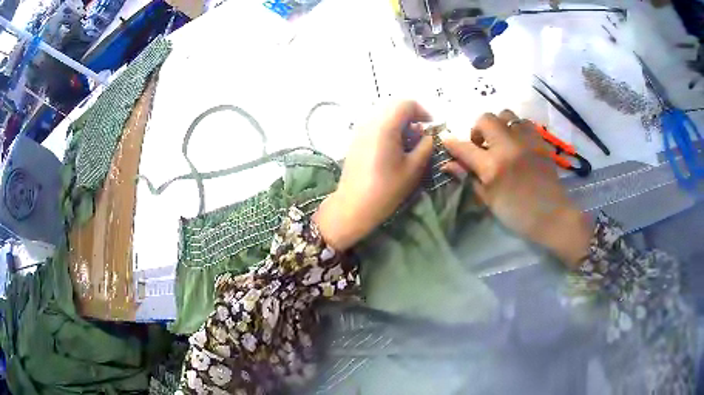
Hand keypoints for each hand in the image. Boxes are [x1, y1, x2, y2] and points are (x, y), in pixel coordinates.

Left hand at [314, 101, 433, 250]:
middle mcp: (370, 122)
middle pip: (394, 106)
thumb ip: (425, 146)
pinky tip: (393, 148)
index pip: (406, 104)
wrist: (353, 206)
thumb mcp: (413, 169)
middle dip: (411, 116)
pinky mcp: (355, 139)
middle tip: (421, 135)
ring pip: (384, 114)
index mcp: (385, 126)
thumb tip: (428, 135)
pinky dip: (388, 129)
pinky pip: (375, 124)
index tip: (430, 128)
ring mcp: (360, 129)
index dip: (422, 112)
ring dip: (400, 123)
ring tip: (408, 144)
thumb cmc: (386, 190)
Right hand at [441, 110, 591, 267]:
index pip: (464, 147)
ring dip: (498, 125)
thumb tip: (449, 164)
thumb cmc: (517, 214)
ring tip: (500, 141)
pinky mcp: (539, 140)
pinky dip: (516, 128)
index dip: (451, 143)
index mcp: (493, 167)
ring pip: (505, 115)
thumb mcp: (489, 200)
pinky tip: (517, 142)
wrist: (552, 216)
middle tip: (481, 145)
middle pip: (485, 119)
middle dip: (477, 129)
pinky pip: (523, 122)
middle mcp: (508, 147)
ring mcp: (526, 141)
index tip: (446, 142)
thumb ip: (469, 178)